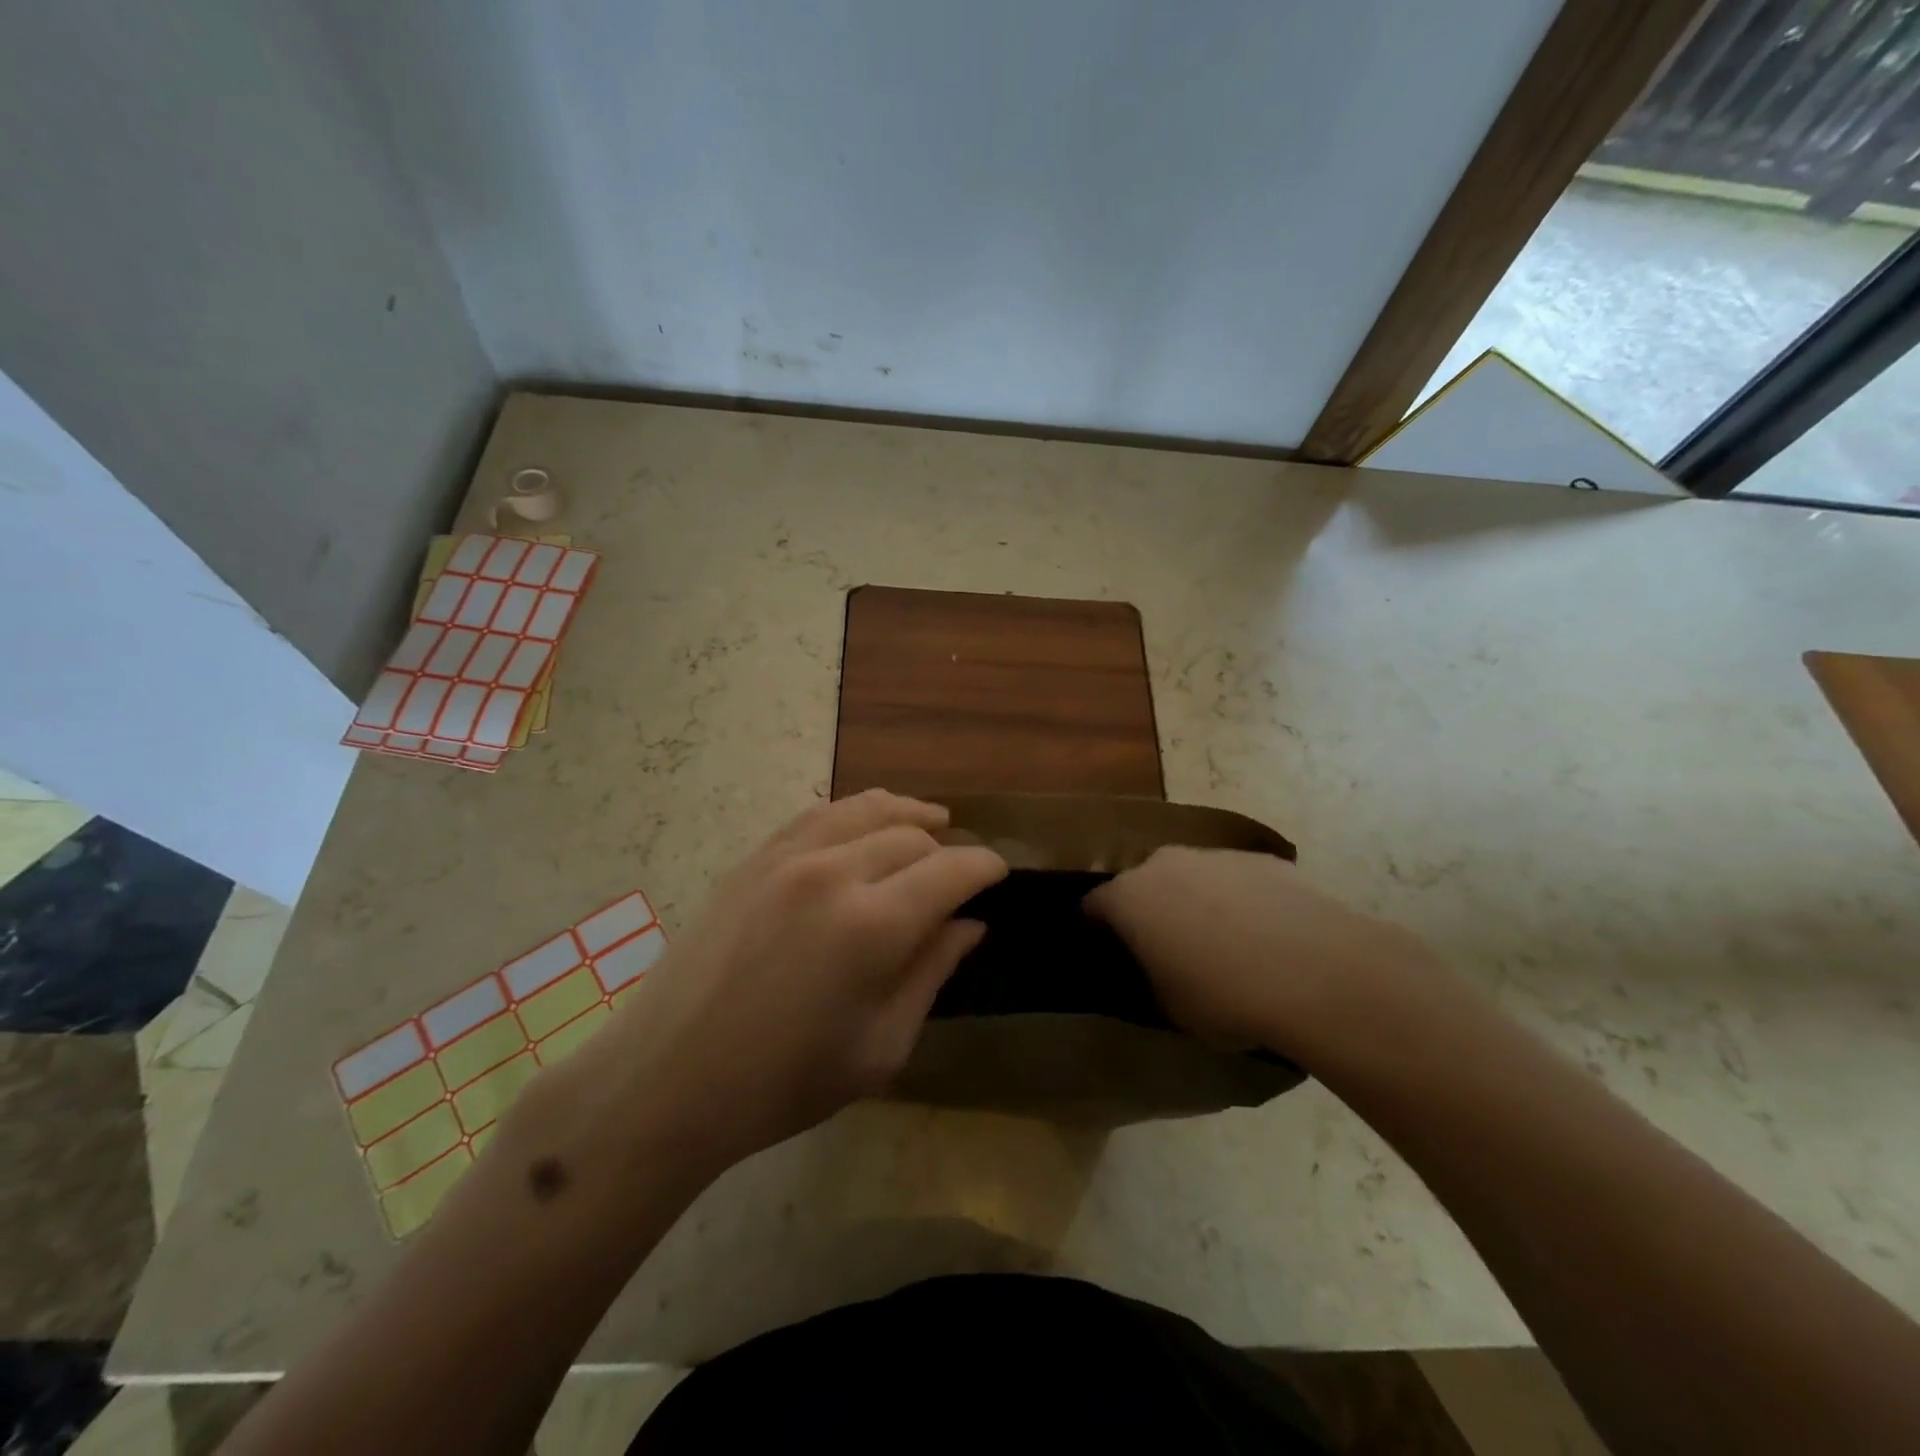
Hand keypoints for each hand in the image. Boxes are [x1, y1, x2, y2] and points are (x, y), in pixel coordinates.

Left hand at [582, 791, 1006, 1169]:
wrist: (668, 1080)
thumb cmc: (784, 1083)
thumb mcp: (881, 1046)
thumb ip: (931, 973)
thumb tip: (969, 925)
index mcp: (873, 925)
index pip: (952, 870)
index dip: (985, 866)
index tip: (1000, 874)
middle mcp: (834, 872)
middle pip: (912, 836)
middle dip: (948, 849)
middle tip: (960, 872)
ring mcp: (786, 857)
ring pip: (865, 809)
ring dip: (907, 813)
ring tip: (931, 820)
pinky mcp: (753, 859)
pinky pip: (817, 815)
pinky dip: (854, 812)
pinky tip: (864, 824)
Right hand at [1085, 847, 1443, 1061]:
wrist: (1318, 972)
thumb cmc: (1224, 996)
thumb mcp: (1168, 1007)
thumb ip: (1148, 979)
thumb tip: (1152, 970)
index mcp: (1128, 898)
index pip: (1092, 907)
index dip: (1097, 932)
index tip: (1109, 955)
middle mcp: (1163, 864)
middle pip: (1142, 884)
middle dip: (1149, 911)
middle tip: (1167, 951)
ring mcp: (1215, 856)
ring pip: (1191, 878)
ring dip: (1196, 903)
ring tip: (1224, 947)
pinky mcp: (1262, 859)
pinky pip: (1236, 881)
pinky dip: (1240, 902)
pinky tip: (1267, 938)